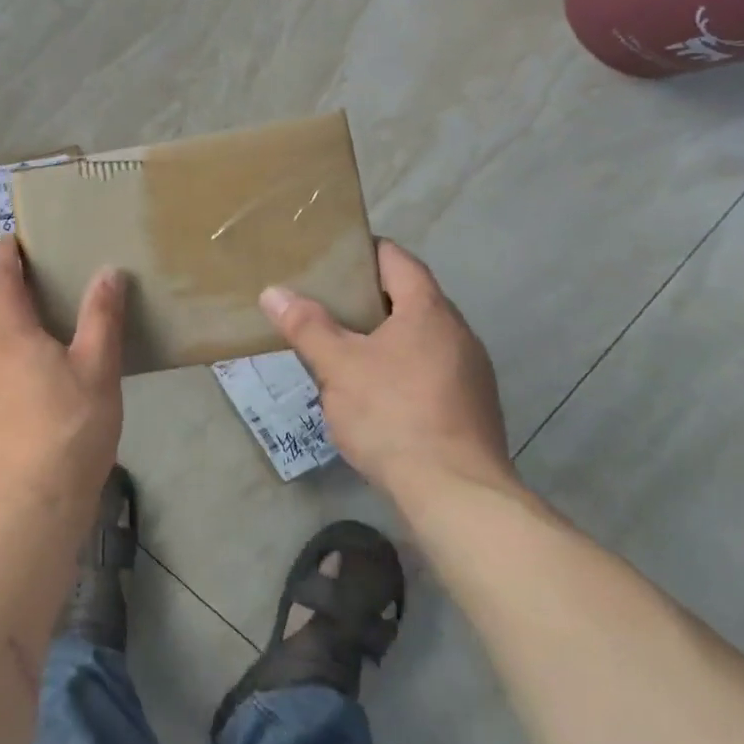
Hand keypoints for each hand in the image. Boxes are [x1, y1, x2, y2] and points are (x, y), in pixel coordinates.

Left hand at [0, 238, 125, 521]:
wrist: (29, 506)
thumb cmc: (70, 432)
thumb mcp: (98, 371)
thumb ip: (102, 318)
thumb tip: (108, 272)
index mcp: (7, 333)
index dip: (4, 253)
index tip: (14, 241)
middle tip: (20, 284)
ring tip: (18, 328)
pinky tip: (12, 379)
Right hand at [261, 239, 516, 508]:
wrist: (455, 492)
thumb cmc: (393, 414)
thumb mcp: (338, 366)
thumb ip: (307, 326)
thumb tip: (273, 292)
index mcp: (429, 311)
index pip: (398, 260)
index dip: (365, 251)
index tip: (332, 256)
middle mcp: (458, 333)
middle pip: (410, 298)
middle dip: (368, 297)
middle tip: (325, 302)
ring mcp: (470, 372)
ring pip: (420, 337)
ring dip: (385, 336)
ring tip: (343, 346)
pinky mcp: (471, 407)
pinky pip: (430, 370)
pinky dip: (401, 367)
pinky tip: (374, 392)